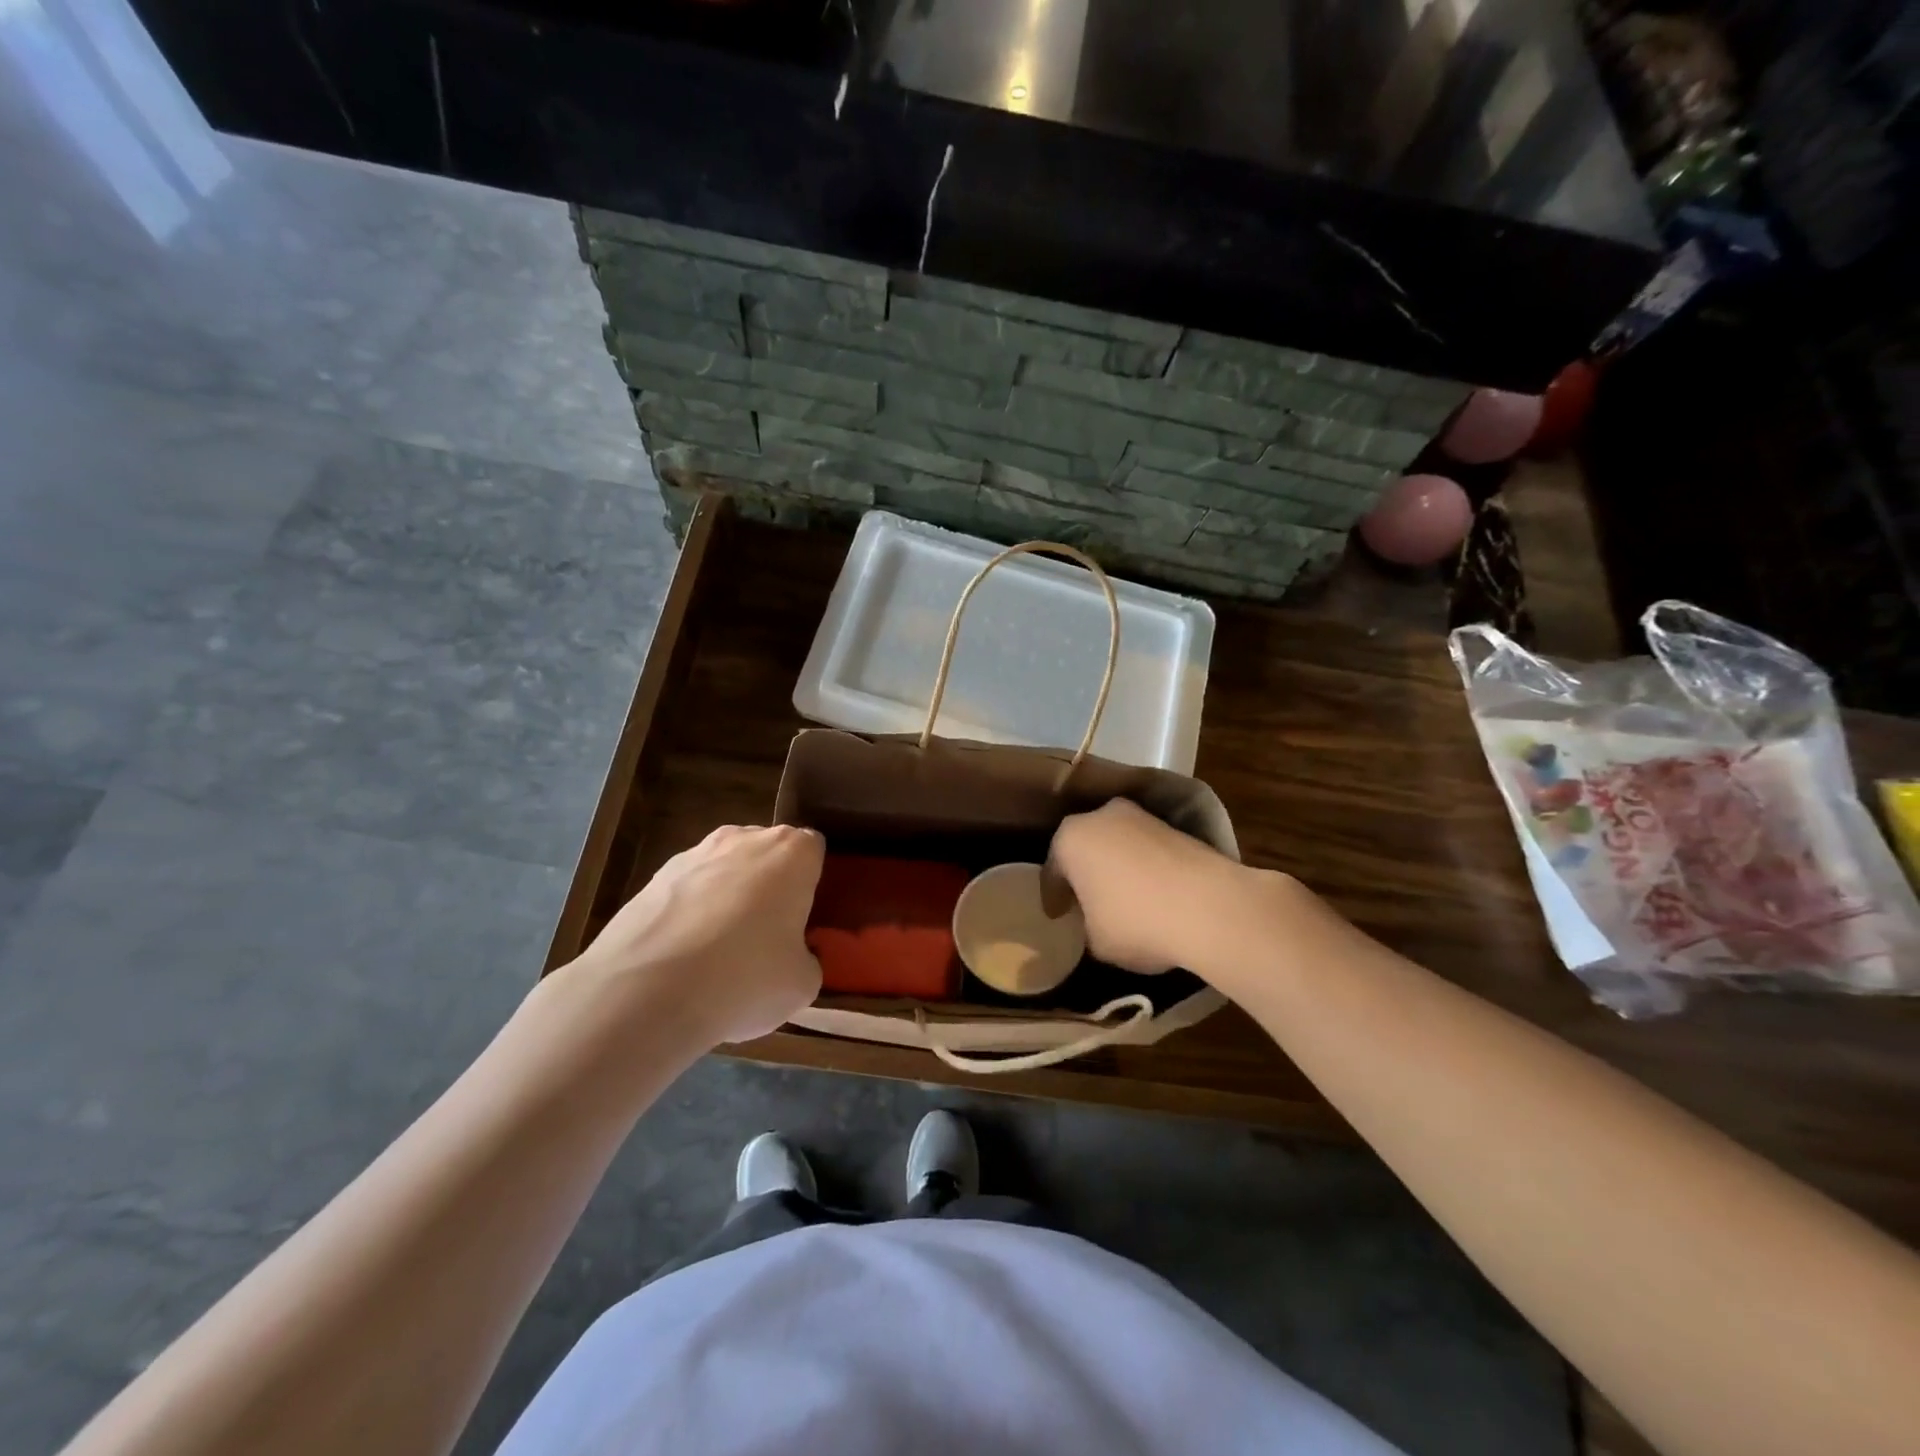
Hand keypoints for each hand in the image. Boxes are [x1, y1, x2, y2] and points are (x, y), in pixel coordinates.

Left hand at [575, 824, 824, 1044]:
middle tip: (768, 936)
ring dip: (727, 898)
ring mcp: (694, 854)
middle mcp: (745, 839)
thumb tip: (795, 957)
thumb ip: (807, 959)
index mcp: (792, 853)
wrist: (646, 991)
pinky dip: (690, 915)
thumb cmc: (745, 977)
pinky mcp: (653, 878)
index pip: (814, 850)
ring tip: (719, 953)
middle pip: (767, 854)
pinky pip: (687, 891)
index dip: (812, 883)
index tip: (807, 918)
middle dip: (769, 885)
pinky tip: (682, 959)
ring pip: (724, 870)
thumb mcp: (802, 984)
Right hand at [1047, 799, 1247, 975]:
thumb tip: (1095, 921)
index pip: (1052, 870)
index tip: (1056, 915)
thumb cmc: (1136, 921)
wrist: (1209, 906)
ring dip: (1117, 867)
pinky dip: (1145, 867)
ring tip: (1123, 898)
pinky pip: (1147, 849)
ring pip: (1118, 844)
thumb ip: (1086, 925)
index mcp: (1070, 838)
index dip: (1053, 897)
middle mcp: (1102, 816)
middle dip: (1084, 873)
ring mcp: (1142, 817)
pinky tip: (1152, 893)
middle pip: (1085, 847)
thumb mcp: (1096, 940)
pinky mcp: (1176, 827)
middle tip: (1086, 902)